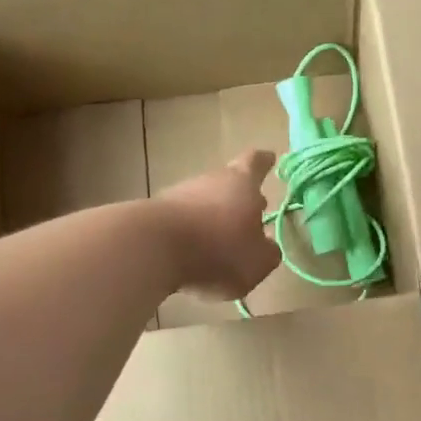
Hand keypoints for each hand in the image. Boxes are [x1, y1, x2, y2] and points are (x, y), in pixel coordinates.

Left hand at [156, 150, 279, 299]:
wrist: (151, 249)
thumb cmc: (218, 249)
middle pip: (228, 183)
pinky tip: (193, 254)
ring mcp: (179, 195)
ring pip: (203, 202)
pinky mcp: (154, 214)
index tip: (269, 158)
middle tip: (252, 211)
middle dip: (240, 198)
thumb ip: (267, 254)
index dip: (263, 162)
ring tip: (221, 241)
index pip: (255, 163)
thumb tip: (268, 247)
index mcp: (242, 184)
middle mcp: (210, 181)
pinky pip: (181, 222)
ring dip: (213, 217)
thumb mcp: (257, 262)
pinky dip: (191, 234)